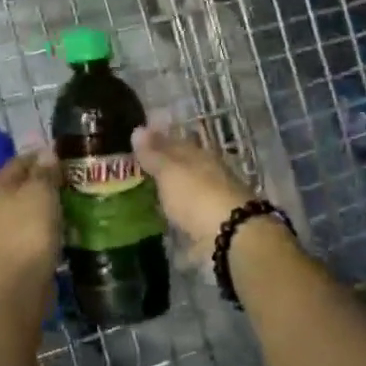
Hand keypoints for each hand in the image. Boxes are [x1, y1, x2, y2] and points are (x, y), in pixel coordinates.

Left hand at [0, 152, 61, 302]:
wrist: (16, 289)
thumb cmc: (28, 233)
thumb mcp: (40, 193)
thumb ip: (44, 172)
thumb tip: (47, 152)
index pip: (20, 161)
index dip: (42, 156)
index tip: (66, 157)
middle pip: (21, 186)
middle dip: (44, 182)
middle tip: (73, 181)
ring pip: (26, 211)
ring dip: (45, 207)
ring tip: (72, 205)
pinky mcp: (10, 255)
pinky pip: (30, 233)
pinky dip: (45, 228)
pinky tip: (62, 230)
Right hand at [131, 127, 257, 253]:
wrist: (230, 237)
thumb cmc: (197, 196)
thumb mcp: (170, 171)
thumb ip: (153, 154)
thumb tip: (138, 129)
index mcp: (200, 156)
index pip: (176, 142)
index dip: (157, 141)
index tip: (137, 144)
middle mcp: (208, 175)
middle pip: (182, 168)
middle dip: (163, 169)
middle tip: (136, 171)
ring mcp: (211, 202)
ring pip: (186, 192)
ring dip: (169, 194)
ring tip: (143, 198)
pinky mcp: (210, 227)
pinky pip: (187, 217)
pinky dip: (175, 217)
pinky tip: (161, 221)